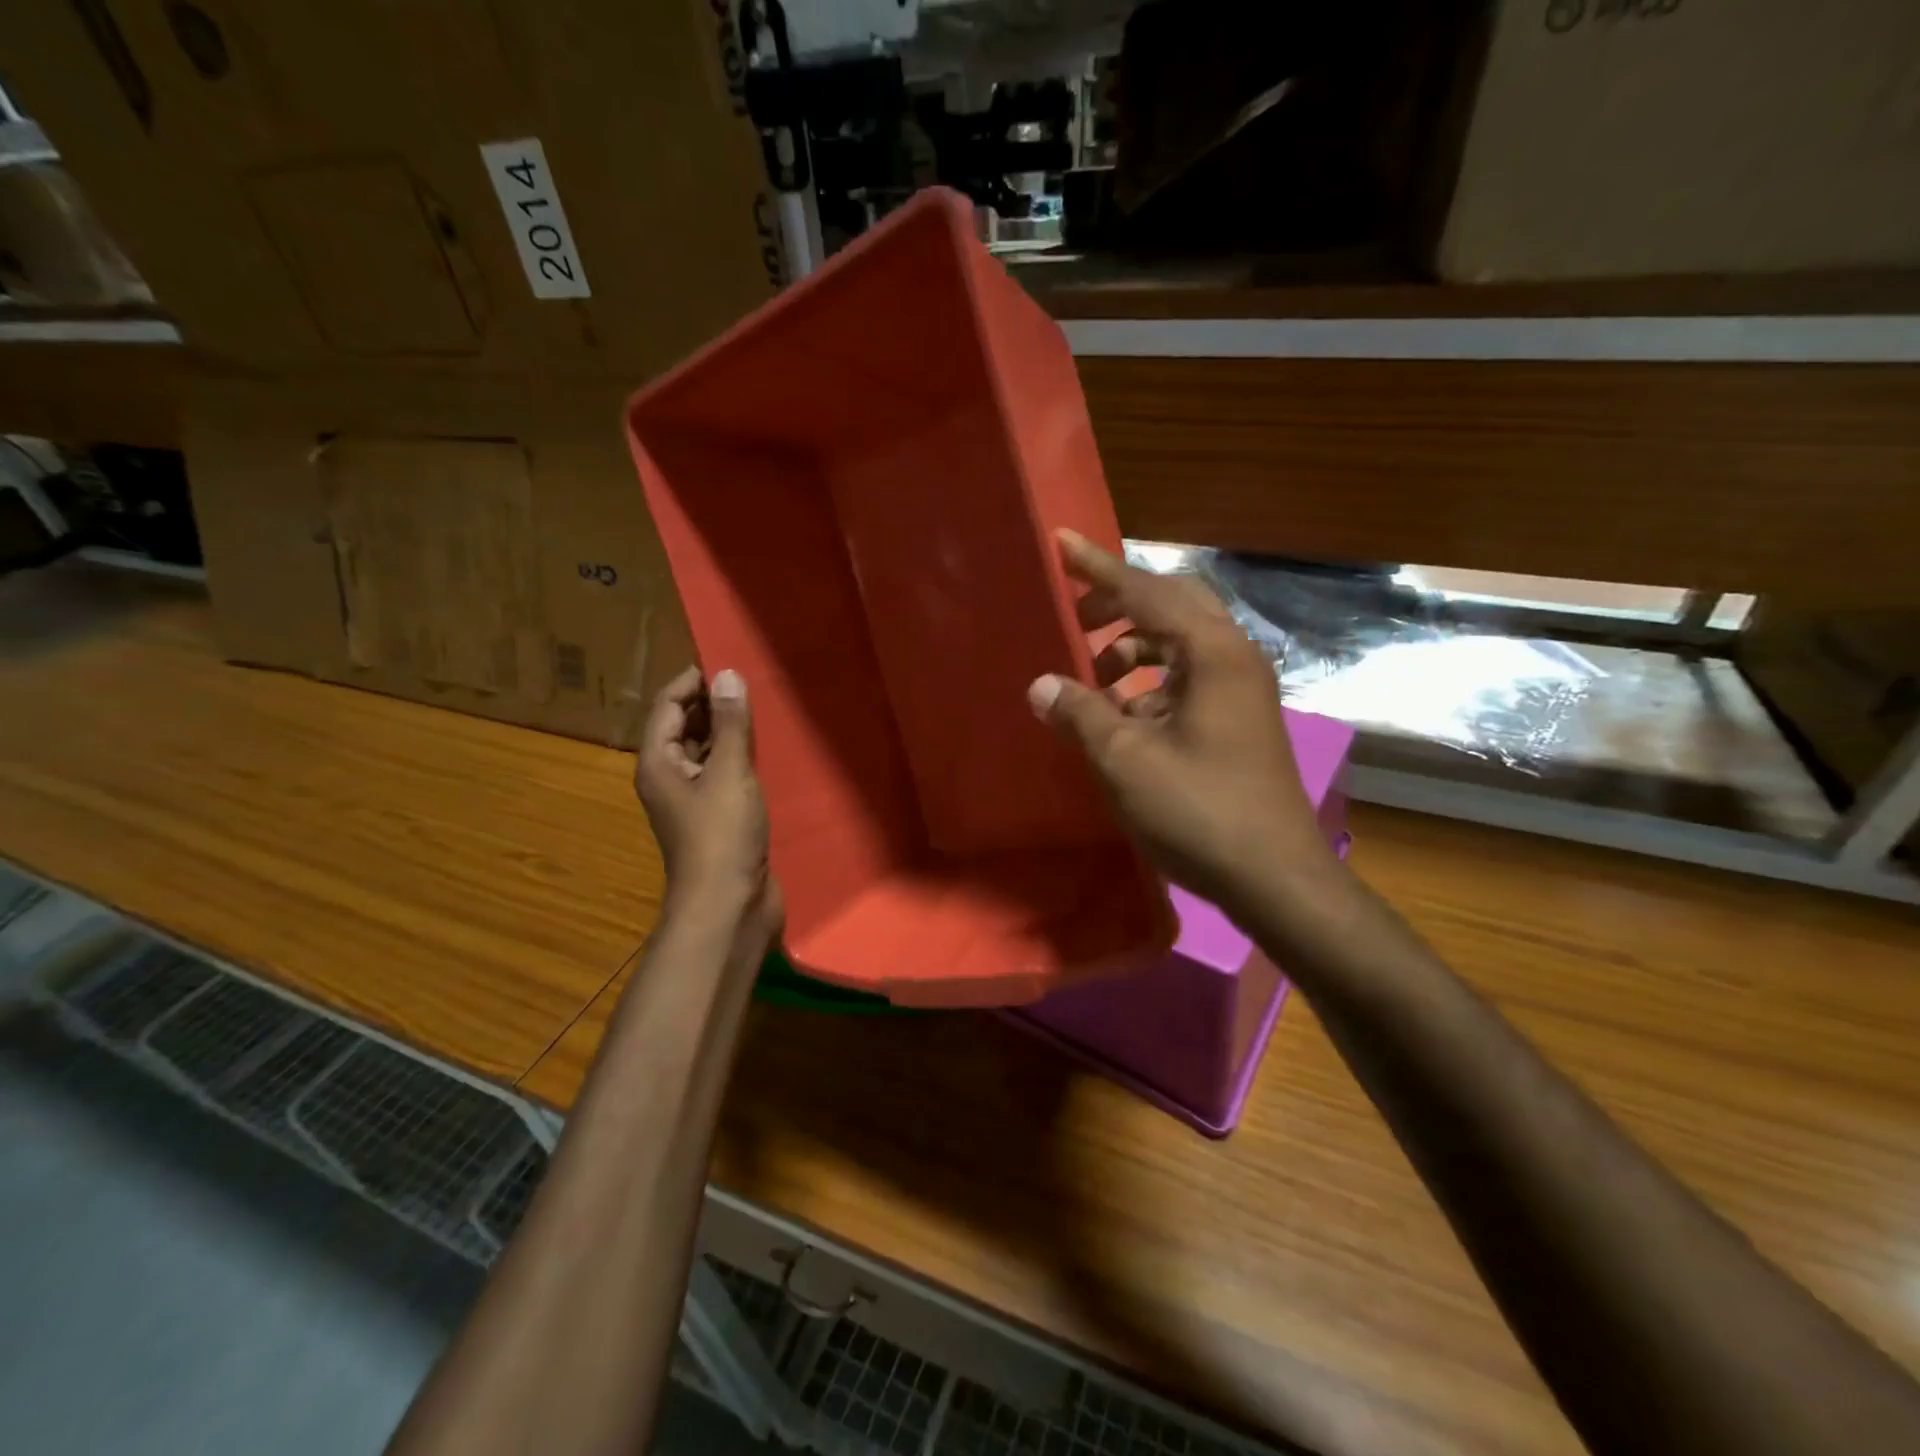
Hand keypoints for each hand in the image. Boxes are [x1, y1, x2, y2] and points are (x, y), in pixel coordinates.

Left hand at [635, 666, 782, 949]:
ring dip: (729, 732)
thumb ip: (729, 724)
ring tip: (764, 711)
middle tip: (753, 684)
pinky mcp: (718, 819)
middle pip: (685, 728)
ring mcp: (694, 801)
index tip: (728, 663)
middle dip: (713, 705)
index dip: (693, 682)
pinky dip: (740, 760)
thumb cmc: (722, 836)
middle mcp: (670, 778)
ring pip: (707, 753)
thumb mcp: (728, 773)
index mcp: (659, 763)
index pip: (668, 707)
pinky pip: (725, 776)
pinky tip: (768, 752)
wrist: (729, 906)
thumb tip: (726, 675)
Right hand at [1027, 531, 1337, 915]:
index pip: (1146, 591)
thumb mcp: (1125, 759)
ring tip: (1090, 679)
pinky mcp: (1238, 720)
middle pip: (1171, 605)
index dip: (1098, 567)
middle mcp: (1233, 658)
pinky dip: (1149, 684)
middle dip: (1118, 605)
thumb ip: (1080, 712)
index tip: (1061, 542)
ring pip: (1179, 644)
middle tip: (1074, 617)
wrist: (1273, 876)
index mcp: (1212, 653)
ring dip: (1132, 649)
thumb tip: (1041, 686)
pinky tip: (1120, 715)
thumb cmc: (1199, 809)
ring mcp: (1241, 690)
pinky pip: (1186, 679)